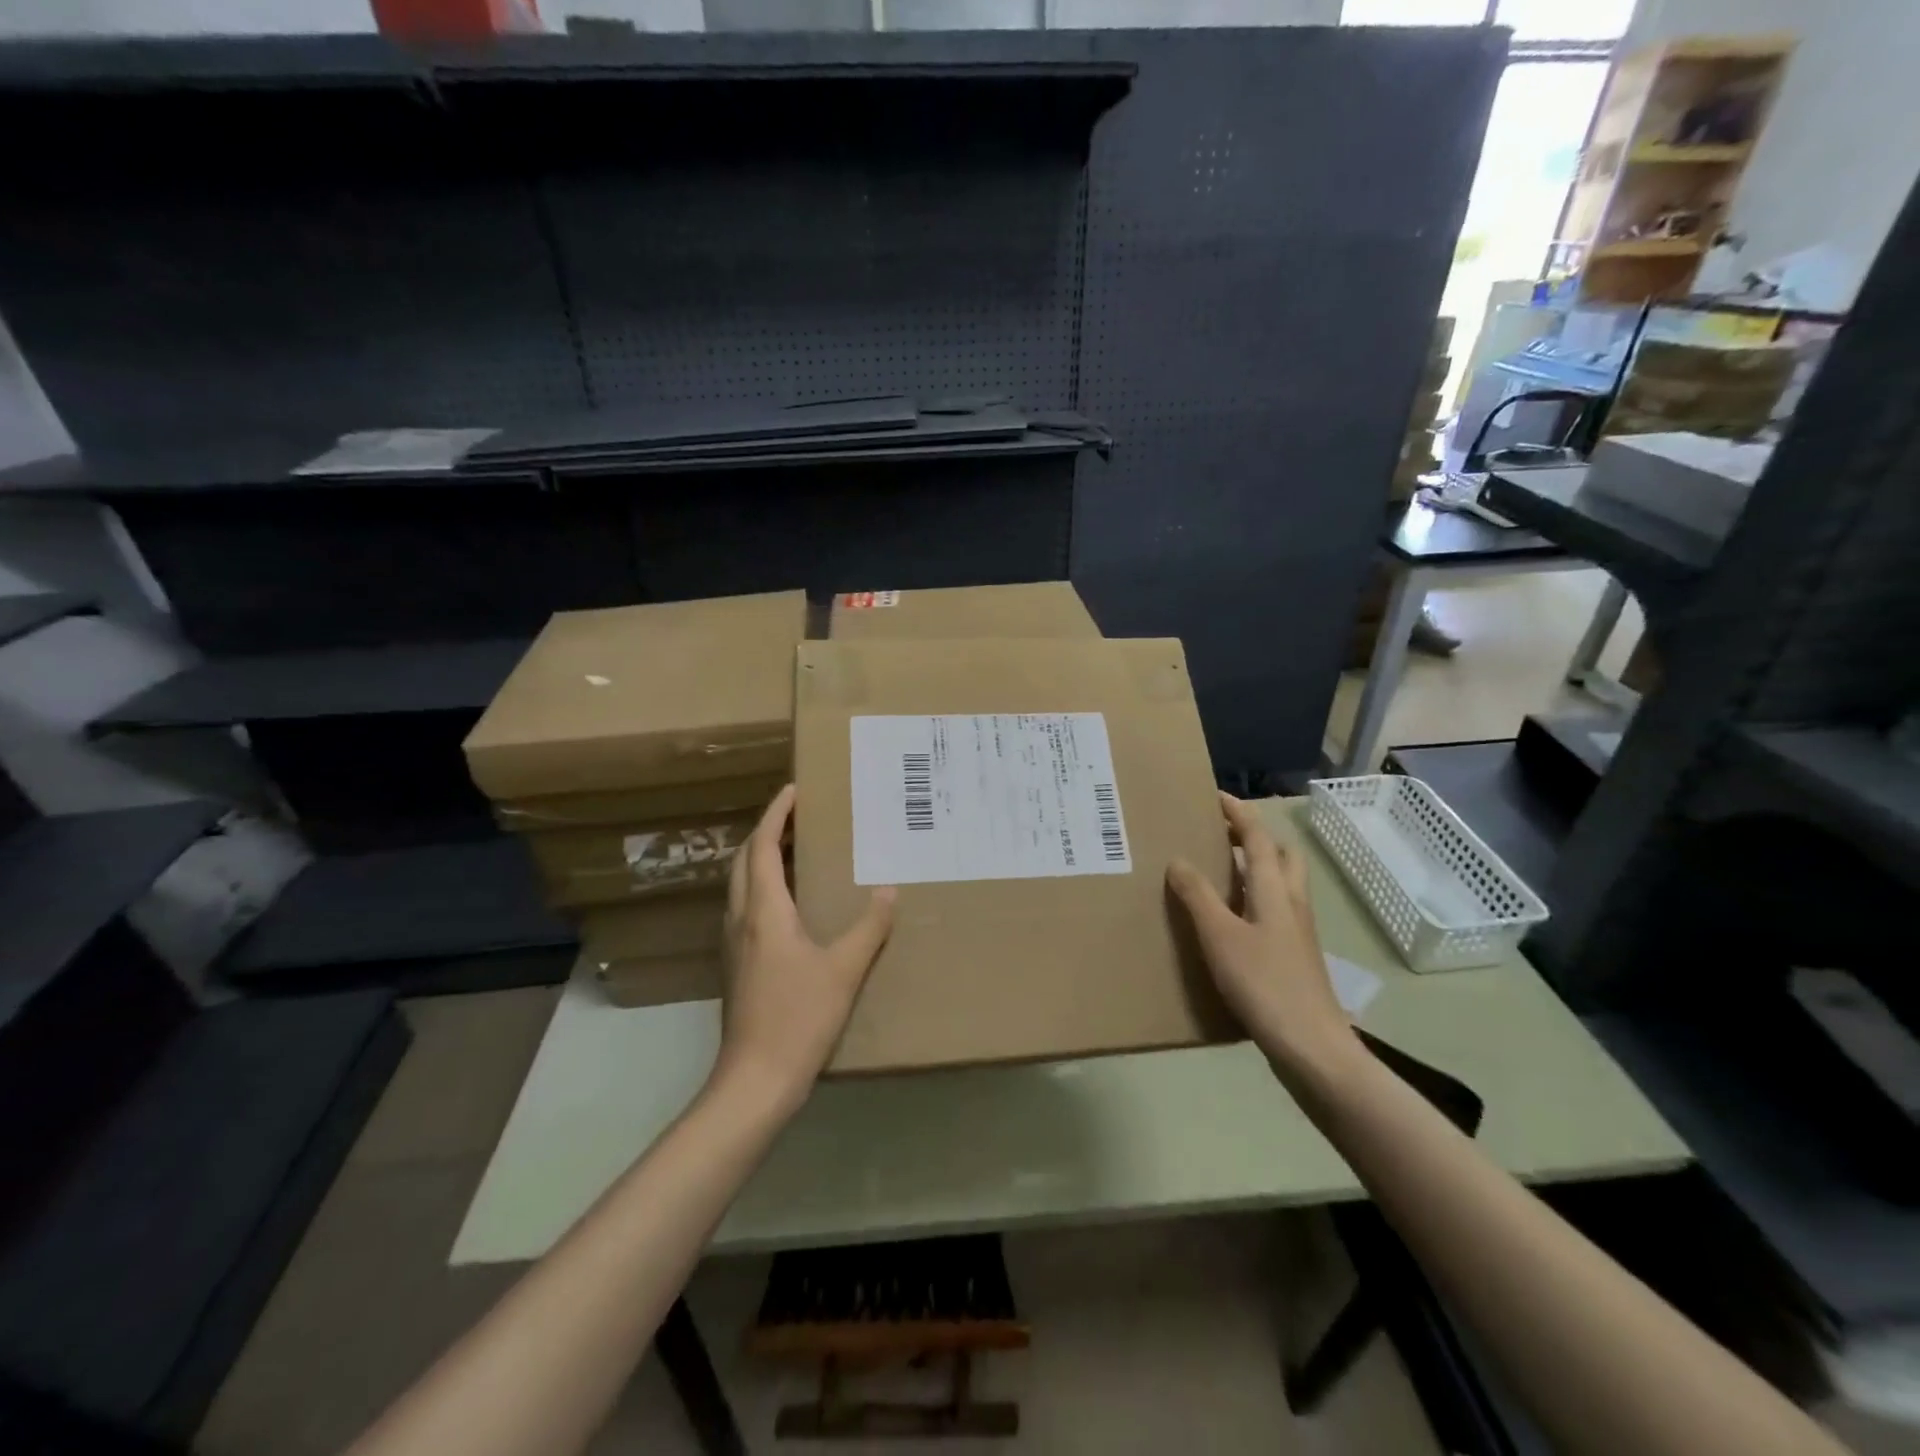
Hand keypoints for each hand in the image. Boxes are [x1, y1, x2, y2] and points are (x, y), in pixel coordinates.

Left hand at [714, 785, 895, 1110]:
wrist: (755, 1078)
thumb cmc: (799, 1016)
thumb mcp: (844, 969)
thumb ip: (869, 927)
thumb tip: (888, 890)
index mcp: (764, 910)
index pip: (764, 847)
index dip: (776, 815)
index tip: (793, 790)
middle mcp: (740, 919)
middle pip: (745, 860)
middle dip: (766, 831)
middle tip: (796, 815)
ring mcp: (732, 943)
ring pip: (740, 884)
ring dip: (760, 858)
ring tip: (793, 848)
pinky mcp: (735, 965)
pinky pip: (744, 907)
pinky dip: (761, 886)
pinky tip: (786, 902)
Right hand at [1167, 793, 1358, 1082]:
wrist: (1311, 1046)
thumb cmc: (1264, 983)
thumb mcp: (1220, 936)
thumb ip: (1198, 896)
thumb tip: (1179, 860)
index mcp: (1274, 890)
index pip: (1258, 838)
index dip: (1239, 814)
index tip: (1216, 796)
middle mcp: (1291, 902)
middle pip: (1281, 856)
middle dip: (1255, 838)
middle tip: (1221, 836)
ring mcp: (1298, 931)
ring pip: (1281, 884)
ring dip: (1256, 867)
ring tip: (1220, 872)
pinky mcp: (1295, 956)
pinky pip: (1275, 910)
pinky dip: (1254, 898)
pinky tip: (1231, 920)